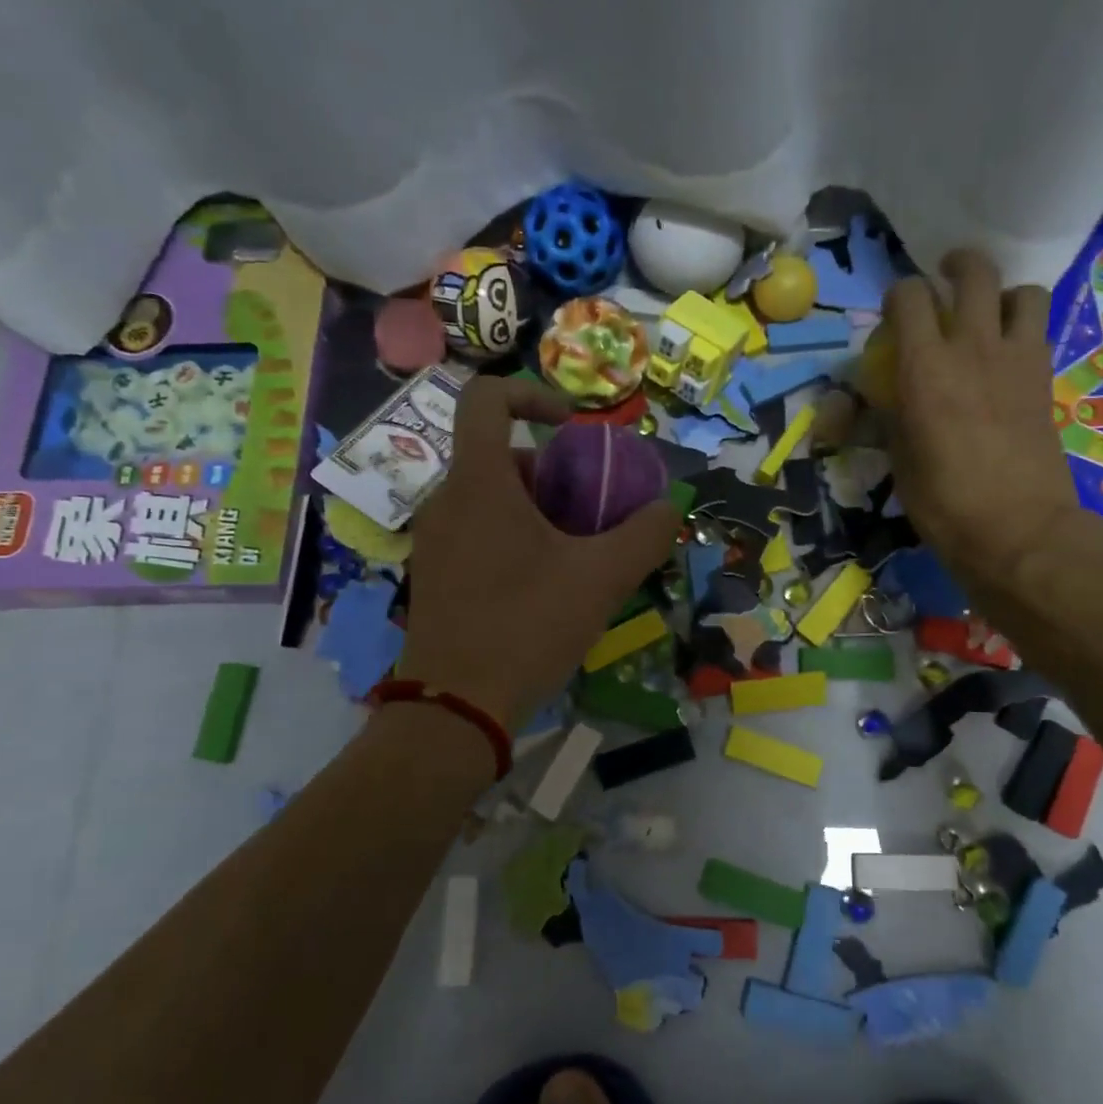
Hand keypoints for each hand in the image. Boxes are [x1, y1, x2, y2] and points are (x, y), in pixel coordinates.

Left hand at [396, 377, 677, 731]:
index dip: (532, 394)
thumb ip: (645, 534)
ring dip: (538, 510)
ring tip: (576, 555)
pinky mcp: (433, 573)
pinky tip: (545, 586)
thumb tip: (669, 507)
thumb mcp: (602, 578)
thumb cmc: (527, 627)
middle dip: (553, 474)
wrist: (454, 709)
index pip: (486, 398)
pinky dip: (515, 537)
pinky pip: (478, 531)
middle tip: (591, 513)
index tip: (572, 428)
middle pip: (501, 456)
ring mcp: (434, 539)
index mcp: (479, 483)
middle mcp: (446, 500)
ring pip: (491, 498)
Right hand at [885, 249, 1083, 597]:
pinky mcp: (1044, 378)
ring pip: (1021, 290)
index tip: (894, 315)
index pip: (910, 297)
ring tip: (988, 313)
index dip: (899, 296)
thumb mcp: (899, 459)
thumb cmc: (944, 502)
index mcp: (925, 367)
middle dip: (956, 266)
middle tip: (944, 278)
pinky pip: (1039, 328)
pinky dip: (1023, 326)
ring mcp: (1017, 359)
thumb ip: (890, 414)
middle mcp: (973, 347)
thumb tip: (882, 396)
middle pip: (973, 272)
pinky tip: (1008, 352)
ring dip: (1001, 293)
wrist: (1017, 529)